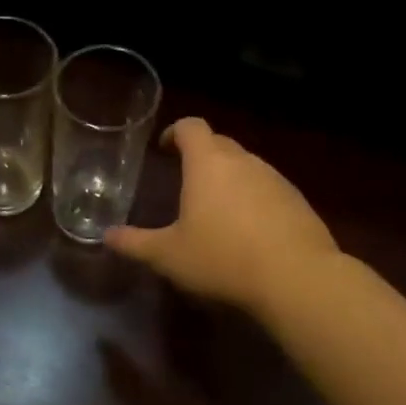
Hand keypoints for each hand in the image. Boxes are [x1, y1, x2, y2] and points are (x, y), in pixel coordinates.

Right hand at [104, 117, 337, 316]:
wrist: (296, 277)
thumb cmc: (222, 258)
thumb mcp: (169, 256)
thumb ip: (135, 243)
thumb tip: (107, 236)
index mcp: (208, 163)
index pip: (191, 127)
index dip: (175, 132)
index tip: (164, 148)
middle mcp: (243, 161)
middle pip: (219, 143)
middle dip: (200, 155)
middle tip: (185, 180)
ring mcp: (275, 178)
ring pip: (246, 166)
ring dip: (229, 178)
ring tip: (216, 209)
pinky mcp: (298, 200)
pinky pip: (268, 188)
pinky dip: (253, 199)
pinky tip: (249, 230)